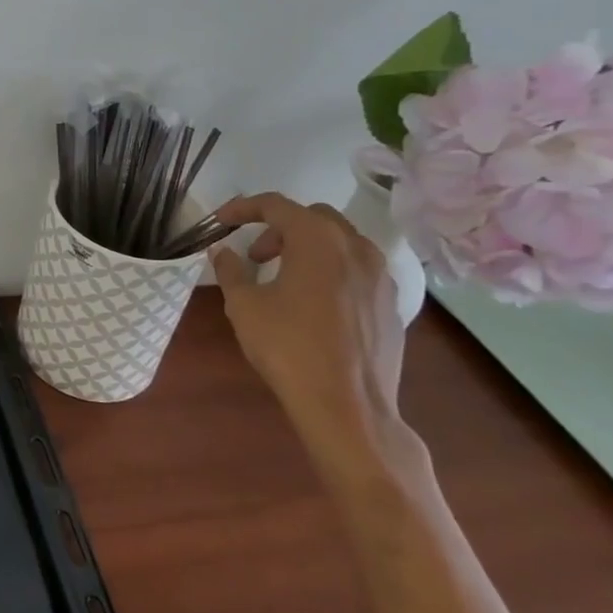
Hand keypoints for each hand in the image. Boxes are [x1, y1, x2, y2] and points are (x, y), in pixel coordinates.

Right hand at [210, 193, 416, 485]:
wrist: (348, 407)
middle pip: (314, 217)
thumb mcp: (244, 306)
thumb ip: (231, 271)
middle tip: (255, 255)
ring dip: (308, 248)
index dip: (243, 208)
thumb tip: (223, 252)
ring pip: (341, 242)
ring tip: (283, 278)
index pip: (277, 205)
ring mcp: (381, 277)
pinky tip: (313, 303)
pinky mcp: (391, 305)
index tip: (220, 222)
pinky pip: (358, 270)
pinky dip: (331, 271)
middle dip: (280, 227)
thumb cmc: (288, 348)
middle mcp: (356, 249)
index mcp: (318, 241)